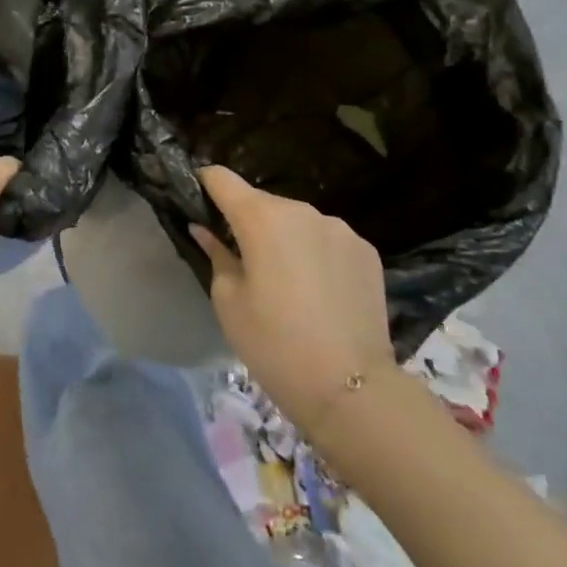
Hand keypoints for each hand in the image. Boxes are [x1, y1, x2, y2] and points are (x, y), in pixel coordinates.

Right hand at [191, 166, 393, 431]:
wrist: (351, 388)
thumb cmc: (274, 344)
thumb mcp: (228, 301)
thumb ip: (216, 254)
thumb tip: (205, 230)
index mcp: (261, 218)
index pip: (221, 178)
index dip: (205, 184)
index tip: (199, 203)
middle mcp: (302, 211)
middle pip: (262, 202)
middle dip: (248, 222)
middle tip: (244, 261)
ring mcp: (339, 228)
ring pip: (297, 221)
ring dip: (285, 238)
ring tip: (287, 281)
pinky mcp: (366, 251)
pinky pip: (327, 240)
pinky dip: (316, 254)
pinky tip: (319, 291)